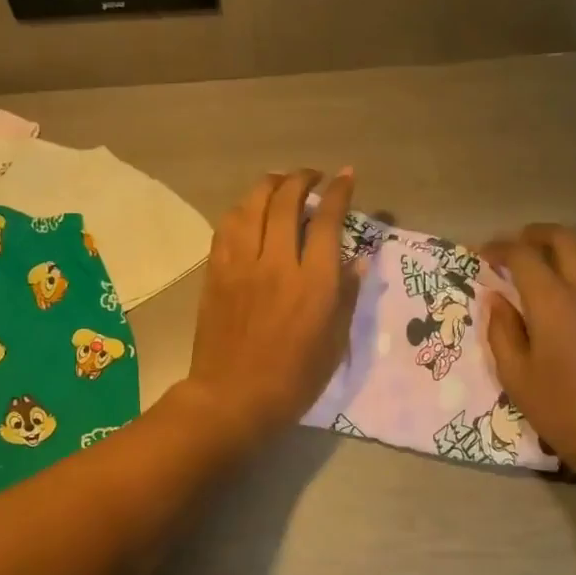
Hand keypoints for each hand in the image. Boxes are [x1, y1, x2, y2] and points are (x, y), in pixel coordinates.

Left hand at [182, 169, 360, 445]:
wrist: (231, 398)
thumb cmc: (292, 380)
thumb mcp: (333, 344)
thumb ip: (346, 297)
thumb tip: (359, 261)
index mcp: (312, 283)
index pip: (327, 220)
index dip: (338, 192)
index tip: (345, 176)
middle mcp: (276, 263)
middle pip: (286, 201)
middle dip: (302, 179)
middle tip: (312, 176)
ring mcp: (241, 265)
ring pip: (252, 206)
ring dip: (268, 186)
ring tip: (280, 182)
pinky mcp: (216, 273)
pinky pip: (227, 227)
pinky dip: (242, 209)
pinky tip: (249, 210)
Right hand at [481, 224, 575, 474]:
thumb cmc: (560, 408)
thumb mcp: (514, 376)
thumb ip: (501, 331)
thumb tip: (495, 298)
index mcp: (551, 302)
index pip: (523, 256)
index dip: (500, 248)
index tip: (485, 254)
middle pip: (566, 239)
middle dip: (538, 234)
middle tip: (521, 242)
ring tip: (564, 248)